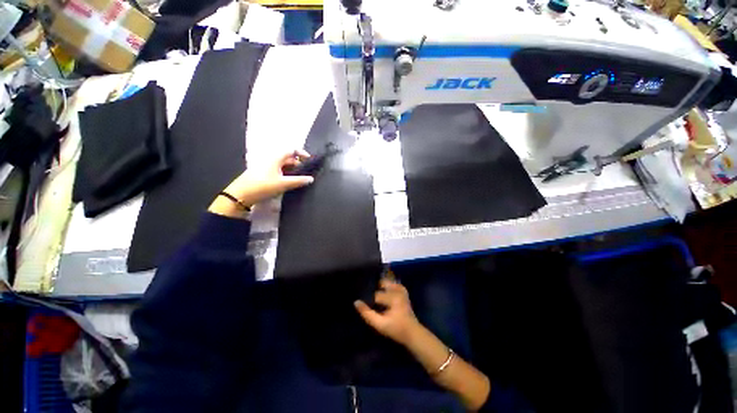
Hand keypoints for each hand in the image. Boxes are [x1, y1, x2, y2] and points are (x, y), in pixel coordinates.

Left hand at [209, 149, 313, 217]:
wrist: (241, 195)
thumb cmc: (263, 186)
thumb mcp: (283, 184)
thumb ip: (298, 181)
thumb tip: (311, 179)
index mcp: (276, 158)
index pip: (292, 150)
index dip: (302, 153)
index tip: (309, 161)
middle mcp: (271, 159)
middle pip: (288, 157)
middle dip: (298, 164)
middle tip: (306, 174)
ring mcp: (266, 165)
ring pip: (283, 164)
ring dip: (292, 170)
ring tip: (299, 179)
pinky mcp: (263, 173)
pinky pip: (278, 169)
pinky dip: (285, 173)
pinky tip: (288, 182)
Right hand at [354, 277, 421, 346]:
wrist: (413, 333)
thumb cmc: (396, 329)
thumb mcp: (380, 324)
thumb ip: (367, 314)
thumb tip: (356, 302)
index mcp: (392, 297)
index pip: (376, 294)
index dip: (368, 298)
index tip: (363, 302)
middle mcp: (397, 290)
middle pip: (382, 282)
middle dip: (374, 287)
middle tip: (367, 294)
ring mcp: (401, 290)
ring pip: (388, 281)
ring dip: (380, 285)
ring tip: (373, 292)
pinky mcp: (403, 291)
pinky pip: (393, 283)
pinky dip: (387, 285)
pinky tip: (383, 291)